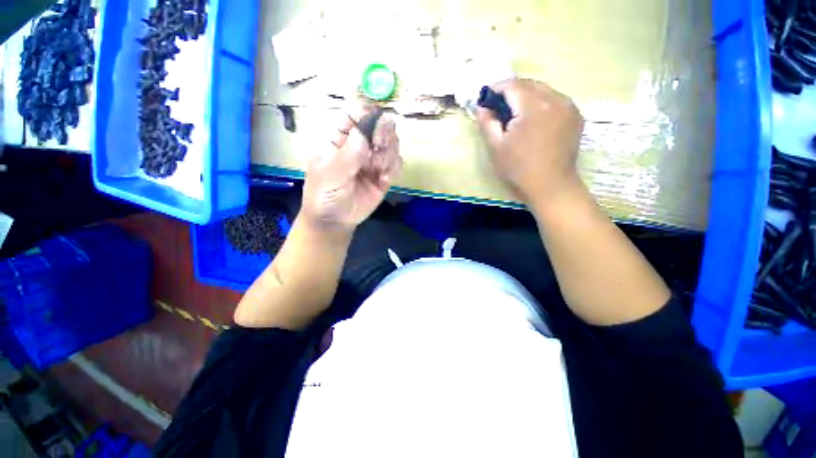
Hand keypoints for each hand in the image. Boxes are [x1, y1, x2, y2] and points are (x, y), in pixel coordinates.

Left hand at [301, 105, 401, 233]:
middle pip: (379, 126)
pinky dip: (394, 168)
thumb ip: (347, 155)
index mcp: (340, 138)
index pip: (355, 114)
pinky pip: (397, 164)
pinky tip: (384, 179)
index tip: (375, 123)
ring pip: (391, 144)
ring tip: (379, 170)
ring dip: (389, 154)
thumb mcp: (330, 174)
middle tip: (380, 147)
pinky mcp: (384, 175)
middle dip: (384, 133)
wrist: (335, 220)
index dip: (367, 113)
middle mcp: (360, 145)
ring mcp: (373, 160)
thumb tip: (363, 132)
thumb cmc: (324, 193)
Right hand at [476, 79, 584, 210]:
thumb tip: (481, 107)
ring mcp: (569, 107)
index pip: (512, 85)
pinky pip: (555, 100)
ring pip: (543, 90)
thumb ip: (487, 123)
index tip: (485, 99)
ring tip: (515, 115)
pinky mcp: (576, 116)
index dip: (496, 89)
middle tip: (498, 109)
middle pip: (529, 84)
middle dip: (511, 92)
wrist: (550, 186)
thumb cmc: (518, 169)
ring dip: (526, 97)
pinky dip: (541, 104)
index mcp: (533, 106)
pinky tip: (534, 121)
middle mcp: (555, 99)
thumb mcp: (495, 147)